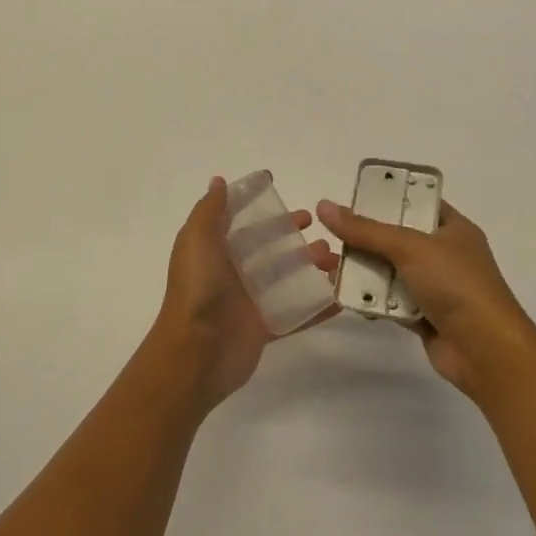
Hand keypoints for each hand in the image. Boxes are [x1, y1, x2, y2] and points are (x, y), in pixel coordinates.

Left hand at [152, 177, 334, 409]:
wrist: (195, 353)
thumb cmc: (197, 289)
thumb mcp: (197, 240)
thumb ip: (210, 210)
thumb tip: (219, 181)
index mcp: (214, 249)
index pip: (239, 220)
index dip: (257, 204)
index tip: (279, 188)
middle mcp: (231, 271)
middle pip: (267, 246)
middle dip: (291, 234)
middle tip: (318, 226)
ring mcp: (249, 301)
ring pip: (285, 277)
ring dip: (310, 265)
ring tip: (335, 260)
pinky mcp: (264, 328)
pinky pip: (295, 314)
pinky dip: (317, 306)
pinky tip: (339, 298)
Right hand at [315, 197, 535, 400]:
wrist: (486, 352)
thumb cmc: (456, 284)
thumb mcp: (409, 246)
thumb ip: (365, 229)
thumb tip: (324, 207)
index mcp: (453, 228)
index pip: (417, 203)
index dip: (387, 198)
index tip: (353, 198)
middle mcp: (445, 254)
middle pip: (397, 238)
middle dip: (364, 239)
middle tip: (331, 236)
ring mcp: (436, 287)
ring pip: (391, 271)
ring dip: (363, 270)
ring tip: (329, 266)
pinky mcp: (425, 316)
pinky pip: (391, 301)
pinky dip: (372, 299)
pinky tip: (345, 296)